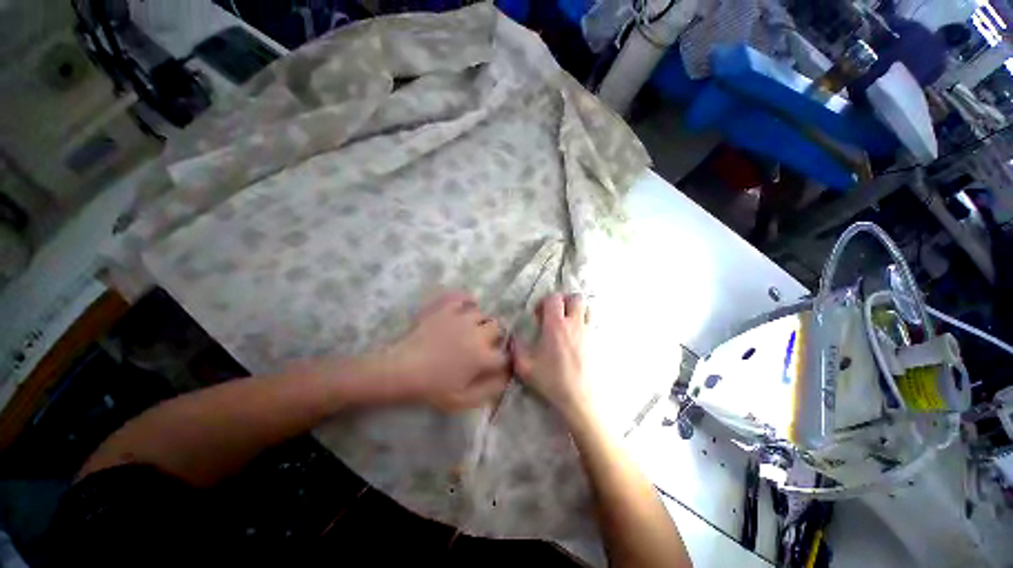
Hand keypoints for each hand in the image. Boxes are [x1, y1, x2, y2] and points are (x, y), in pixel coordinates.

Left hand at [385, 291, 509, 409]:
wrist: (400, 371)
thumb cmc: (432, 389)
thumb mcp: (463, 400)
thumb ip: (491, 389)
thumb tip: (507, 376)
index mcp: (483, 356)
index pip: (505, 354)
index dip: (503, 360)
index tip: (496, 364)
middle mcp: (477, 332)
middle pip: (497, 328)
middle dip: (495, 337)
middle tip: (483, 346)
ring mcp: (460, 318)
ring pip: (482, 313)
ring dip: (481, 322)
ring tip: (471, 329)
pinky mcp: (445, 309)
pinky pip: (462, 297)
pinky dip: (467, 300)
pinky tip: (466, 305)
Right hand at [511, 293, 589, 419]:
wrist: (579, 399)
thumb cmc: (551, 381)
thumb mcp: (525, 367)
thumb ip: (516, 348)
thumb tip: (513, 337)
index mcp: (556, 325)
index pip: (554, 298)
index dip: (544, 302)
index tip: (539, 316)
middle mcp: (575, 324)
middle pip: (575, 298)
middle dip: (564, 301)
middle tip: (555, 315)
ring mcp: (589, 332)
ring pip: (588, 309)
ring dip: (577, 311)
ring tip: (568, 324)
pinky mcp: (599, 342)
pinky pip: (594, 324)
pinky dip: (586, 324)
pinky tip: (578, 339)